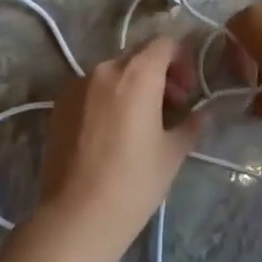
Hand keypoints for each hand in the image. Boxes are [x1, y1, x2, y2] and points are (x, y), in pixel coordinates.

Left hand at [37, 37, 203, 250]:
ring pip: (113, 72)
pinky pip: (91, 89)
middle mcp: (105, 69)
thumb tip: (203, 114)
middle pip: (138, 56)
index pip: (165, 44)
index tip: (188, 92)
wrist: (76, 217)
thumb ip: (191, 124)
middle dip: (159, 74)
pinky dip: (108, 98)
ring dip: (132, 86)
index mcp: (138, 74)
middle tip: (170, 107)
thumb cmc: (134, 182)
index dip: (182, 61)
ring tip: (140, 122)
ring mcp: (76, 85)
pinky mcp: (58, 105)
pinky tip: (112, 132)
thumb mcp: (172, 153)